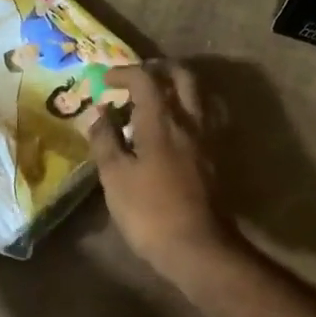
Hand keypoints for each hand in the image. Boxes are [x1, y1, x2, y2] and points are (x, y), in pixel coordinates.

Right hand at [86, 62, 238, 280]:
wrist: (198, 247)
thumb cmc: (150, 212)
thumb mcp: (115, 177)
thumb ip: (105, 140)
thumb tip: (99, 114)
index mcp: (162, 121)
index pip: (145, 79)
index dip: (123, 73)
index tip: (104, 82)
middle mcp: (190, 121)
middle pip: (181, 76)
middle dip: (158, 69)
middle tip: (135, 79)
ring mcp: (208, 139)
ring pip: (198, 95)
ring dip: (176, 88)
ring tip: (154, 101)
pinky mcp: (216, 157)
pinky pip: (205, 118)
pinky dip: (188, 111)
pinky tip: (175, 129)